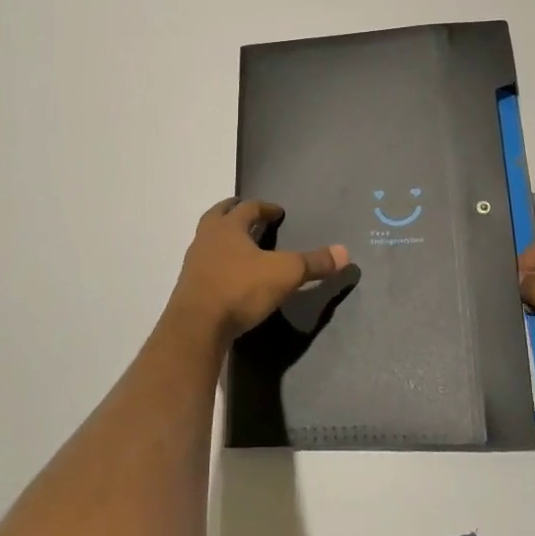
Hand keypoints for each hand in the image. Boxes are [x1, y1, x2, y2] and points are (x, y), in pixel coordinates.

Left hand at [166, 199, 348, 345]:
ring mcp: (194, 262)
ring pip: (207, 239)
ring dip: (222, 236)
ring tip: (238, 244)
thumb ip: (313, 263)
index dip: (265, 208)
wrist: (196, 327)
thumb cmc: (240, 289)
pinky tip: (227, 274)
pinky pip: (204, 264)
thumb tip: (345, 252)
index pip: (248, 208)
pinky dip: (216, 261)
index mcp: (228, 227)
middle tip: (246, 212)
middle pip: (218, 215)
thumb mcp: (285, 274)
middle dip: (233, 211)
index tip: (277, 211)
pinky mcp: (189, 286)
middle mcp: (207, 238)